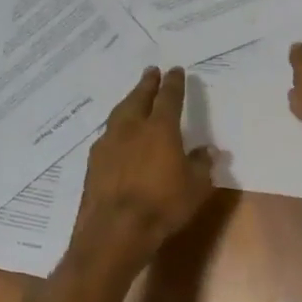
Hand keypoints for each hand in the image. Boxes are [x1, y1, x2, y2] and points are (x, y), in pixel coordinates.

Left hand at [70, 67, 214, 273]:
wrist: (115, 230)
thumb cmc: (163, 206)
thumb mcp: (195, 187)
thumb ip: (202, 165)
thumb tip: (208, 150)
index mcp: (160, 129)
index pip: (169, 98)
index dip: (173, 83)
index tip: (176, 71)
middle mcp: (131, 129)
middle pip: (138, 98)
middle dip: (146, 84)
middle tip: (150, 72)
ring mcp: (108, 144)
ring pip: (119, 114)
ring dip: (128, 102)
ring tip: (133, 98)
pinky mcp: (93, 162)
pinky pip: (107, 135)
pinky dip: (116, 129)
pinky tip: (118, 135)